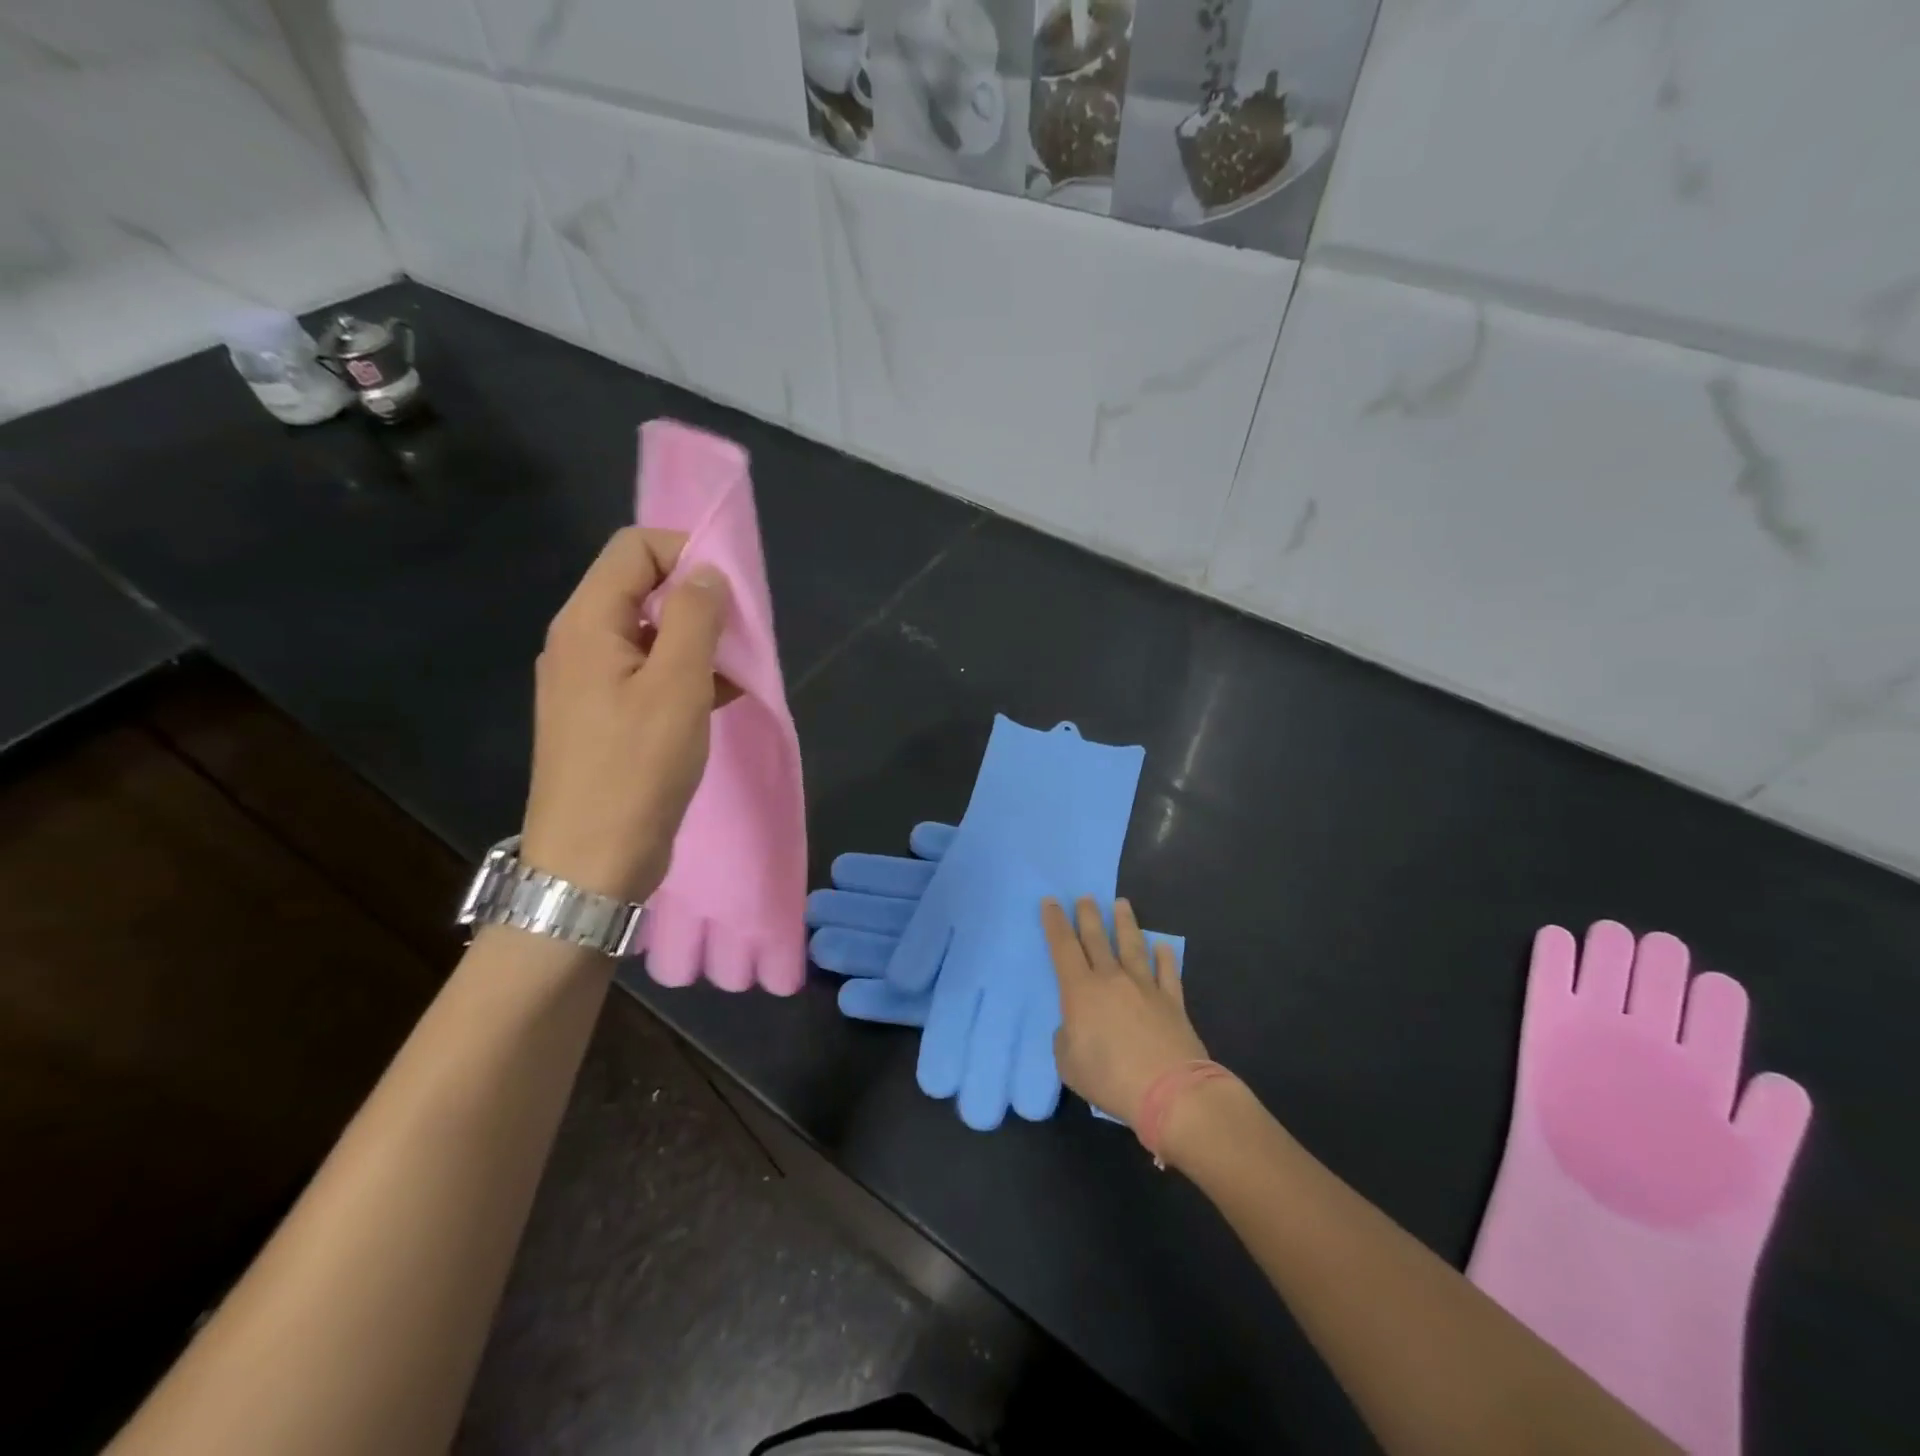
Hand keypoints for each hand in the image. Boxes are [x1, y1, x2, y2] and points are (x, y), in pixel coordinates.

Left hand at [520, 527, 730, 901]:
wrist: (592, 862)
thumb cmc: (637, 769)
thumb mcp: (677, 686)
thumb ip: (693, 618)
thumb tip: (706, 574)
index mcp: (587, 624)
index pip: (634, 549)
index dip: (685, 552)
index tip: (732, 591)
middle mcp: (581, 643)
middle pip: (641, 588)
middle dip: (698, 600)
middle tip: (741, 635)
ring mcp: (590, 683)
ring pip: (650, 635)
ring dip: (697, 642)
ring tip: (739, 672)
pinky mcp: (605, 717)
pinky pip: (649, 675)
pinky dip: (686, 676)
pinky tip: (722, 700)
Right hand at [1042, 896, 1207, 1125]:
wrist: (1171, 1092)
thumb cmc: (1111, 1079)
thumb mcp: (1069, 1065)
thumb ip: (1066, 1040)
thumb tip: (1075, 1027)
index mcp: (1081, 991)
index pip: (1063, 948)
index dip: (1054, 923)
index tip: (1051, 901)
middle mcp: (1112, 979)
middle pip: (1097, 939)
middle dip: (1088, 915)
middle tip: (1086, 897)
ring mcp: (1145, 987)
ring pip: (1132, 946)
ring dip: (1125, 924)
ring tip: (1122, 904)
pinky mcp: (1172, 1002)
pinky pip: (1167, 972)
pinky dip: (1165, 958)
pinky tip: (1163, 946)